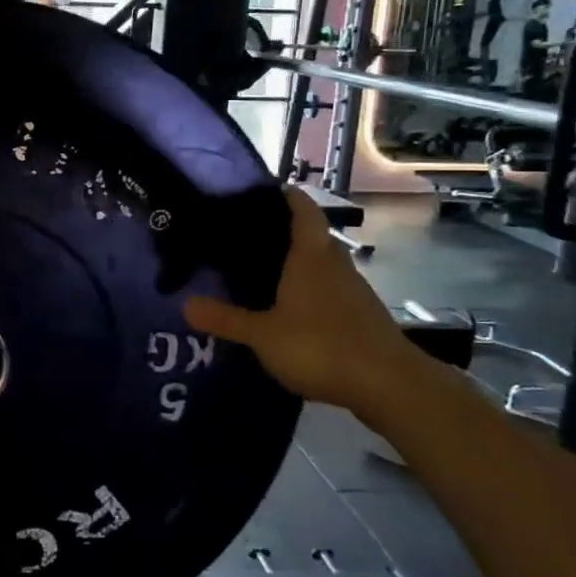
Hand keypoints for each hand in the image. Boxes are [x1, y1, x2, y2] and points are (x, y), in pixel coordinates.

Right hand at [183, 188, 424, 421]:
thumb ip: (225, 319)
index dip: (286, 196)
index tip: (262, 191)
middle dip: (284, 233)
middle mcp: (335, 265)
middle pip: (312, 236)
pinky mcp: (362, 318)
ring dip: (298, 265)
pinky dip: (310, 293)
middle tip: (247, 236)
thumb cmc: (321, 345)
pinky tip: (290, 310)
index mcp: (311, 256)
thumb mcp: (263, 335)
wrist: (391, 386)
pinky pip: (330, 293)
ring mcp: (354, 291)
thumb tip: (184, 304)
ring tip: (262, 272)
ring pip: (322, 266)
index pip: (302, 210)